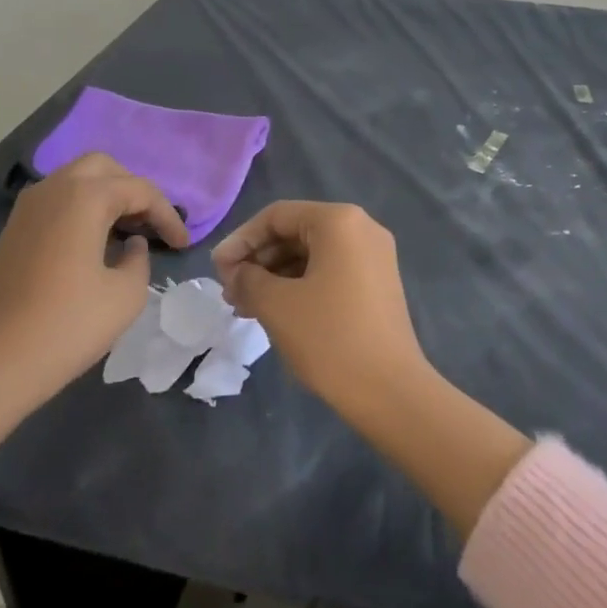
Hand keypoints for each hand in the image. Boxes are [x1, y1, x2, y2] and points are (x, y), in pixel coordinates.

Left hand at [0, 153, 188, 417]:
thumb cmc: (66, 327)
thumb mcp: (125, 295)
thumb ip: (139, 259)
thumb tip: (131, 245)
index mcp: (84, 197)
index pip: (139, 190)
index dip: (167, 215)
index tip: (184, 245)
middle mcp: (54, 189)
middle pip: (104, 168)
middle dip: (134, 191)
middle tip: (152, 225)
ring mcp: (28, 208)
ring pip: (77, 181)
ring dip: (107, 197)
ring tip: (130, 233)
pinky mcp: (14, 231)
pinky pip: (58, 201)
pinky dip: (83, 210)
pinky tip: (97, 243)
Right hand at [212, 201, 425, 419]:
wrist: (390, 391)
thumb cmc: (329, 338)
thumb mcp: (277, 305)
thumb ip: (248, 278)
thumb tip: (237, 272)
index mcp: (339, 221)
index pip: (277, 216)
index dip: (241, 240)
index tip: (216, 270)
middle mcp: (362, 228)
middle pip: (295, 232)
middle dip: (258, 260)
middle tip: (229, 293)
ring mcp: (374, 257)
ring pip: (311, 254)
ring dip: (275, 276)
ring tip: (246, 307)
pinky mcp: (377, 284)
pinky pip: (329, 271)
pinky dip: (299, 286)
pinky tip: (275, 312)